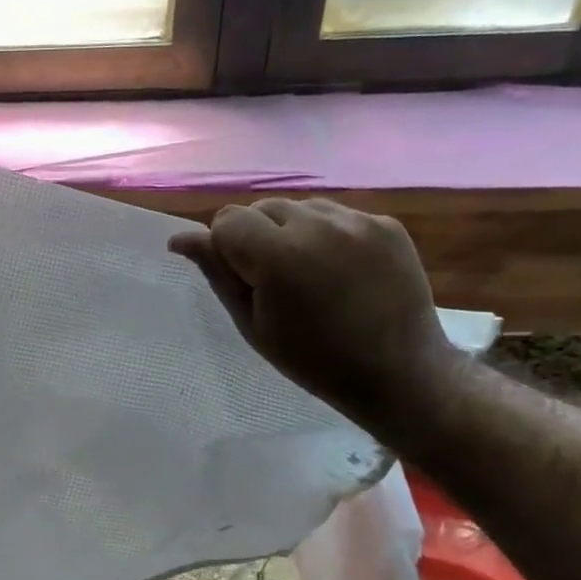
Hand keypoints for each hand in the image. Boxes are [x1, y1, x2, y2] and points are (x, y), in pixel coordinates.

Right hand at [168, 199, 458, 430]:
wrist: (399, 372)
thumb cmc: (312, 359)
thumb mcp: (252, 324)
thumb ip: (218, 273)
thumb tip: (181, 238)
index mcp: (278, 255)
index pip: (226, 220)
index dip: (225, 248)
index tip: (243, 280)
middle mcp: (317, 225)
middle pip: (261, 207)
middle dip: (256, 236)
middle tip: (273, 280)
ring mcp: (357, 221)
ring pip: (299, 207)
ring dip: (291, 231)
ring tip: (308, 271)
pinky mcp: (386, 223)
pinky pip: (337, 215)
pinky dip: (327, 234)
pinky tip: (340, 269)